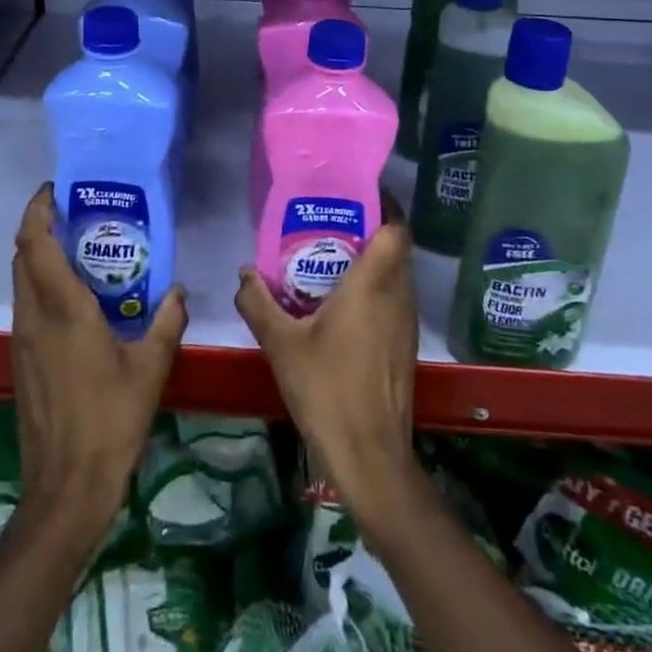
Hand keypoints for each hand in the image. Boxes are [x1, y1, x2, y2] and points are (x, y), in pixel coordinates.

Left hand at [11, 183, 187, 544]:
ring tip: (81, 249)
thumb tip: (178, 290)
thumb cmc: (111, 420)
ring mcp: (23, 340)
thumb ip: (167, 321)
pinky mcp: (22, 360)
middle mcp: (34, 317)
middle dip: (40, 227)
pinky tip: (77, 299)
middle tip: (77, 214)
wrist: (66, 488)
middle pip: (22, 256)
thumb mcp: (151, 367)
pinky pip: (27, 305)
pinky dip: (42, 285)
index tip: (56, 190)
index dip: (38, 210)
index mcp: (63, 310)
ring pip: (22, 281)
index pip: (35, 244)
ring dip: (40, 256)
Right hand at [235, 197, 423, 537]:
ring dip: (373, 263)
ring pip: (397, 276)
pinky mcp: (406, 347)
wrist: (370, 456)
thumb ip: (258, 302)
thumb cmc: (327, 389)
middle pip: (396, 248)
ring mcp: (406, 323)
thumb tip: (244, 273)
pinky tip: (342, 307)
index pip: (397, 229)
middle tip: (332, 225)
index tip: (358, 196)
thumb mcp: (281, 344)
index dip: (386, 206)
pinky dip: (375, 291)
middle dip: (370, 231)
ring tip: (332, 260)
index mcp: (373, 284)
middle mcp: (398, 295)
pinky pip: (394, 301)